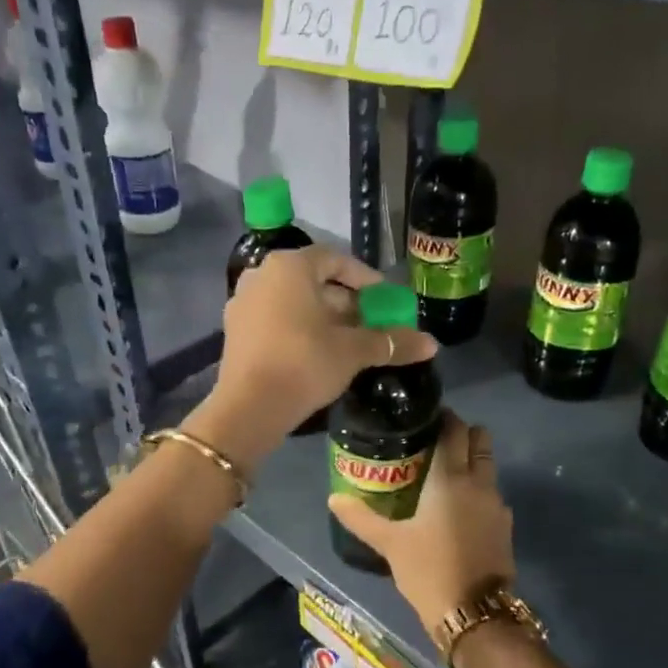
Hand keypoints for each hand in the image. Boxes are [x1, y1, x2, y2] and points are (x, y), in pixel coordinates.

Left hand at [189, 246, 436, 471]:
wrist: (249, 408)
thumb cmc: (304, 364)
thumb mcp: (352, 351)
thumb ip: (391, 342)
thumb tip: (431, 344)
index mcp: (290, 267)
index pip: (336, 259)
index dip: (365, 279)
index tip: (385, 300)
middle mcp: (261, 275)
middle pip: (314, 281)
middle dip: (347, 302)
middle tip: (372, 324)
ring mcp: (244, 302)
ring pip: (294, 302)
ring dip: (325, 317)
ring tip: (351, 342)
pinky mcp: (235, 330)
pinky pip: (276, 318)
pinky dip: (300, 328)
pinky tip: (320, 353)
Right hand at [328, 413, 514, 630]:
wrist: (475, 613)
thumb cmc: (429, 569)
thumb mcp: (390, 543)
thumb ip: (361, 517)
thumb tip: (334, 497)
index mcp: (451, 478)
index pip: (455, 430)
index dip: (444, 419)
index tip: (425, 418)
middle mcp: (479, 483)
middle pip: (480, 440)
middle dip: (462, 434)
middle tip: (435, 442)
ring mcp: (497, 505)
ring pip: (488, 467)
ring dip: (472, 461)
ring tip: (443, 474)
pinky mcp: (504, 527)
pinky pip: (491, 494)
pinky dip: (478, 489)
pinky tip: (457, 508)